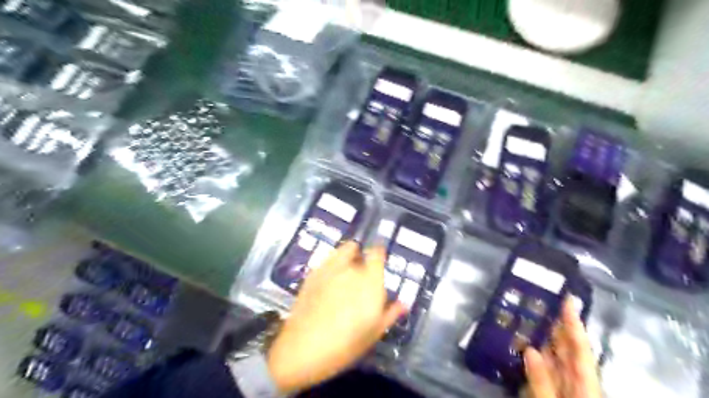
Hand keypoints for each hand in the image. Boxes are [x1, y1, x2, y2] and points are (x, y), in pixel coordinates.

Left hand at [267, 241, 410, 392]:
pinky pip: (328, 259)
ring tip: (345, 274)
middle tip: (362, 279)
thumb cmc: (345, 345)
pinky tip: (330, 280)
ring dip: (348, 257)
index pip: (377, 253)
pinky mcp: (313, 273)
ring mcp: (330, 268)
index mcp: (370, 281)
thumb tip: (403, 303)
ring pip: (343, 250)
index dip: (379, 254)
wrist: (302, 349)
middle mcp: (351, 268)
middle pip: (361, 252)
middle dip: (363, 261)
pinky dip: (333, 263)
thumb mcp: (373, 333)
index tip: (379, 262)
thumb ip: (390, 313)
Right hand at [522, 299, 599, 397]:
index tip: (568, 298)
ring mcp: (567, 385)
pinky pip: (548, 369)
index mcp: (585, 382)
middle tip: (538, 300)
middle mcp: (578, 379)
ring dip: (542, 337)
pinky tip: (523, 345)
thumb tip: (529, 350)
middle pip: (568, 348)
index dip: (573, 321)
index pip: (579, 346)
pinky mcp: (557, 391)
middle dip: (554, 323)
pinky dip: (537, 355)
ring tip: (525, 316)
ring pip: (556, 357)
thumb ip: (542, 381)